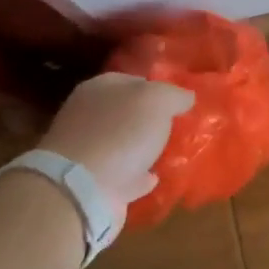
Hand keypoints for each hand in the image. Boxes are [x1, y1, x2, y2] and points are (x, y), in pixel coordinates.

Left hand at [39, 73, 194, 205]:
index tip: (181, 101)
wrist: (82, 189)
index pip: (133, 80)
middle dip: (152, 119)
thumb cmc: (120, 133)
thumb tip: (186, 97)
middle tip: (180, 126)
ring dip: (146, 147)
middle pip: (128, 112)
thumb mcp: (157, 100)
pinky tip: (156, 177)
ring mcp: (89, 150)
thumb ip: (174, 94)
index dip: (158, 88)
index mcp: (100, 88)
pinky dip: (139, 175)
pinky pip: (124, 174)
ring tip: (173, 151)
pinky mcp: (93, 183)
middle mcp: (90, 115)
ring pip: (125, 143)